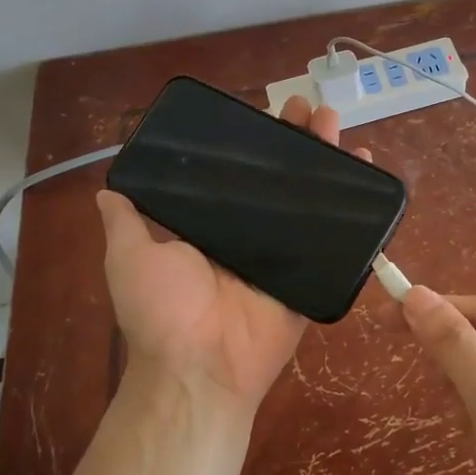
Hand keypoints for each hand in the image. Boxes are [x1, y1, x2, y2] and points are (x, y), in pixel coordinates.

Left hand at [96, 95, 369, 415]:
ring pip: (310, 199)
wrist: (201, 367)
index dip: (253, 142)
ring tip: (336, 122)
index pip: (237, 173)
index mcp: (212, 226)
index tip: (267, 111)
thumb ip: (126, 222)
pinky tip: (367, 172)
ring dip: (327, 160)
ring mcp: (284, 254)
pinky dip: (355, 210)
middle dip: (296, 140)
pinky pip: (336, 239)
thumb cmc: (163, 310)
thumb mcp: (130, 257)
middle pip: (280, 178)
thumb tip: (108, 189)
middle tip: (309, 107)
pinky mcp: (311, 274)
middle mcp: (250, 234)